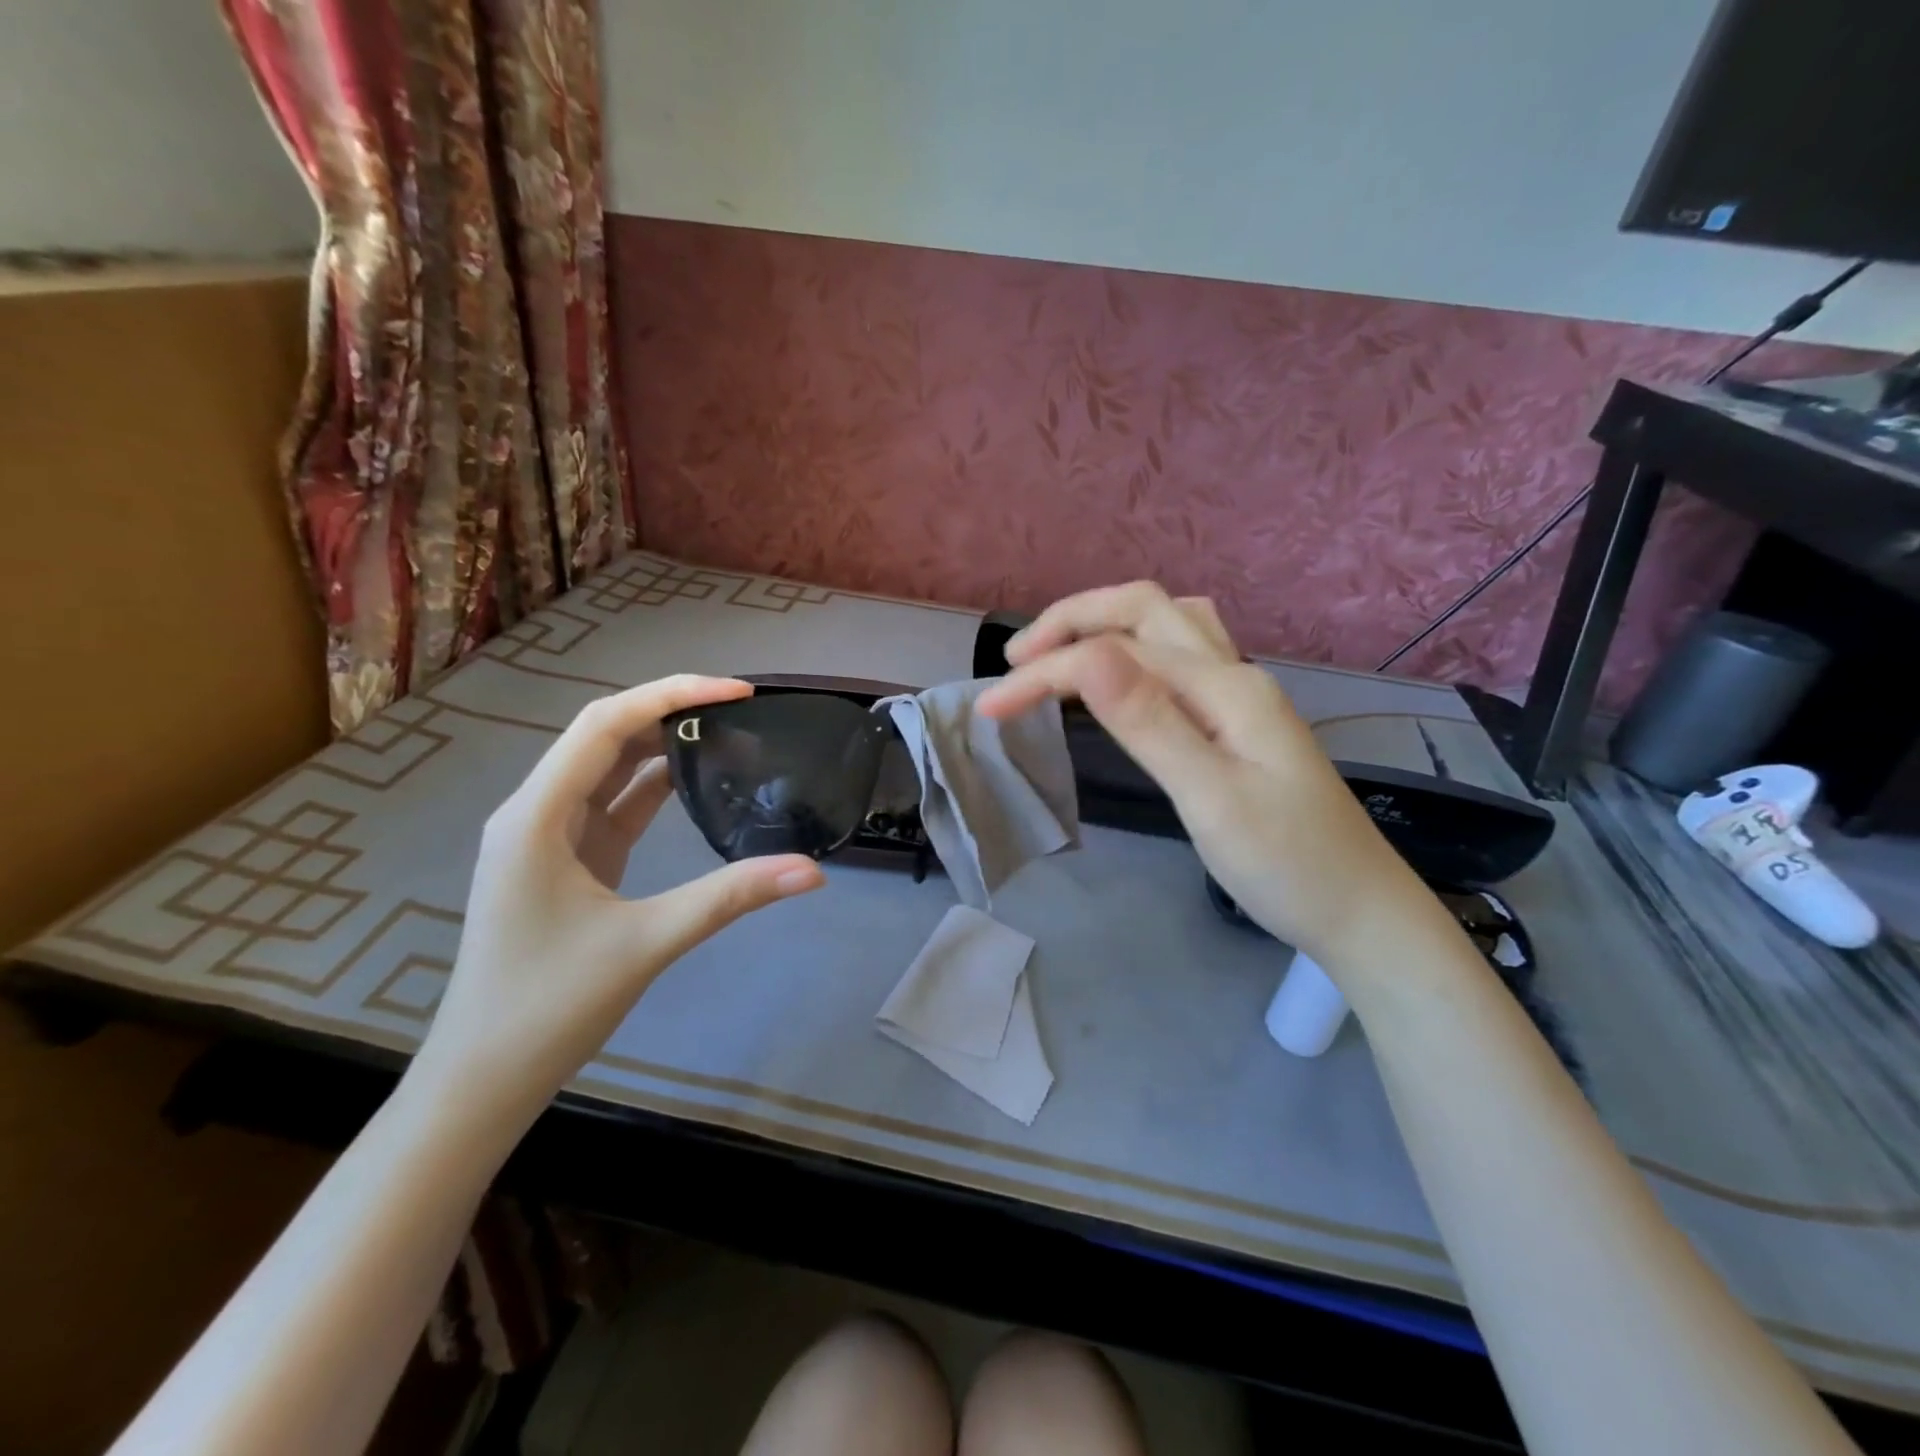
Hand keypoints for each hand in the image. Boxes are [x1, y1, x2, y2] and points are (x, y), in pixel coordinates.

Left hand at [411, 677, 824, 1128]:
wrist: (483, 1079)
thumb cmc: (548, 1007)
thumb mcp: (646, 943)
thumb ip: (730, 898)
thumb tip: (813, 870)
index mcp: (535, 817)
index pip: (604, 726)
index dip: (671, 695)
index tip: (737, 691)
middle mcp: (535, 812)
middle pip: (604, 736)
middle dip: (670, 710)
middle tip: (741, 705)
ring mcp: (548, 837)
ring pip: (608, 767)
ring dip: (661, 743)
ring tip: (727, 728)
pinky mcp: (566, 860)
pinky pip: (612, 803)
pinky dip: (654, 784)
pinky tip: (695, 777)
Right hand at [979, 584, 1430, 964]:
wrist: (1360, 911)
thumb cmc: (1285, 866)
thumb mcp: (1210, 797)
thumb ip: (1148, 721)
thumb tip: (1088, 653)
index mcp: (1223, 688)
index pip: (1113, 655)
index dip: (1045, 672)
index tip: (989, 708)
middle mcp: (1232, 674)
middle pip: (1144, 609)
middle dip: (1072, 620)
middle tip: (1016, 659)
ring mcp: (1240, 694)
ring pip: (1167, 624)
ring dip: (1106, 623)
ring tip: (1058, 654)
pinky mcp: (1238, 720)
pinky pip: (1178, 657)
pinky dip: (1133, 648)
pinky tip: (1119, 676)